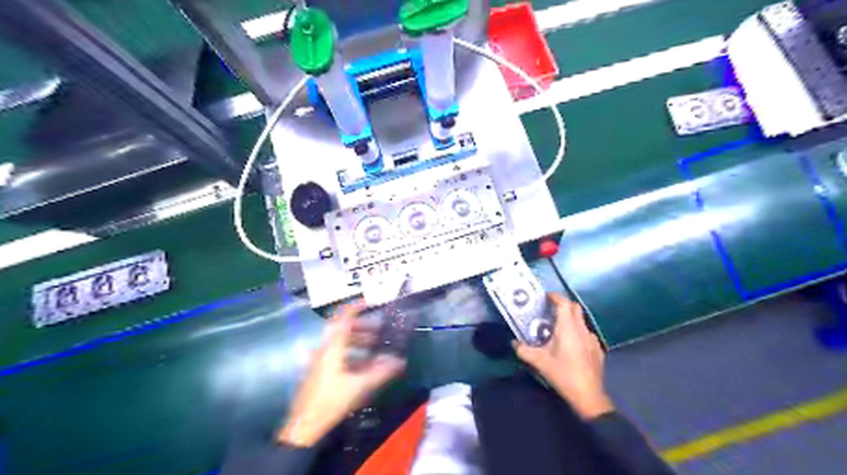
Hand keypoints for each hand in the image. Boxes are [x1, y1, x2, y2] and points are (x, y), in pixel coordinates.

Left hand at [278, 303, 405, 446]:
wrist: (303, 428)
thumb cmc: (331, 402)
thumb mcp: (359, 386)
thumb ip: (380, 372)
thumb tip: (400, 361)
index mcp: (332, 348)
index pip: (343, 318)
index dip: (356, 307)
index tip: (371, 301)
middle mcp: (324, 350)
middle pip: (342, 330)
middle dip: (362, 327)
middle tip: (380, 330)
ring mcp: (319, 361)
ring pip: (340, 343)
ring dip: (358, 341)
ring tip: (375, 347)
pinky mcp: (319, 372)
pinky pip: (337, 354)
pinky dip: (351, 353)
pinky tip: (363, 365)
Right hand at [512, 294, 611, 418]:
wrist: (588, 395)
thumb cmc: (562, 374)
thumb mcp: (539, 362)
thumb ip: (523, 350)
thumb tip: (514, 342)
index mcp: (567, 327)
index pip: (563, 303)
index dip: (555, 296)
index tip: (545, 297)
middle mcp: (581, 329)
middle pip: (574, 307)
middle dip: (563, 305)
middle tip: (549, 310)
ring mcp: (592, 339)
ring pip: (581, 321)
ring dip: (570, 319)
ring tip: (558, 328)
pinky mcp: (597, 349)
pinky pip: (586, 334)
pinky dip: (577, 333)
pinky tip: (571, 345)